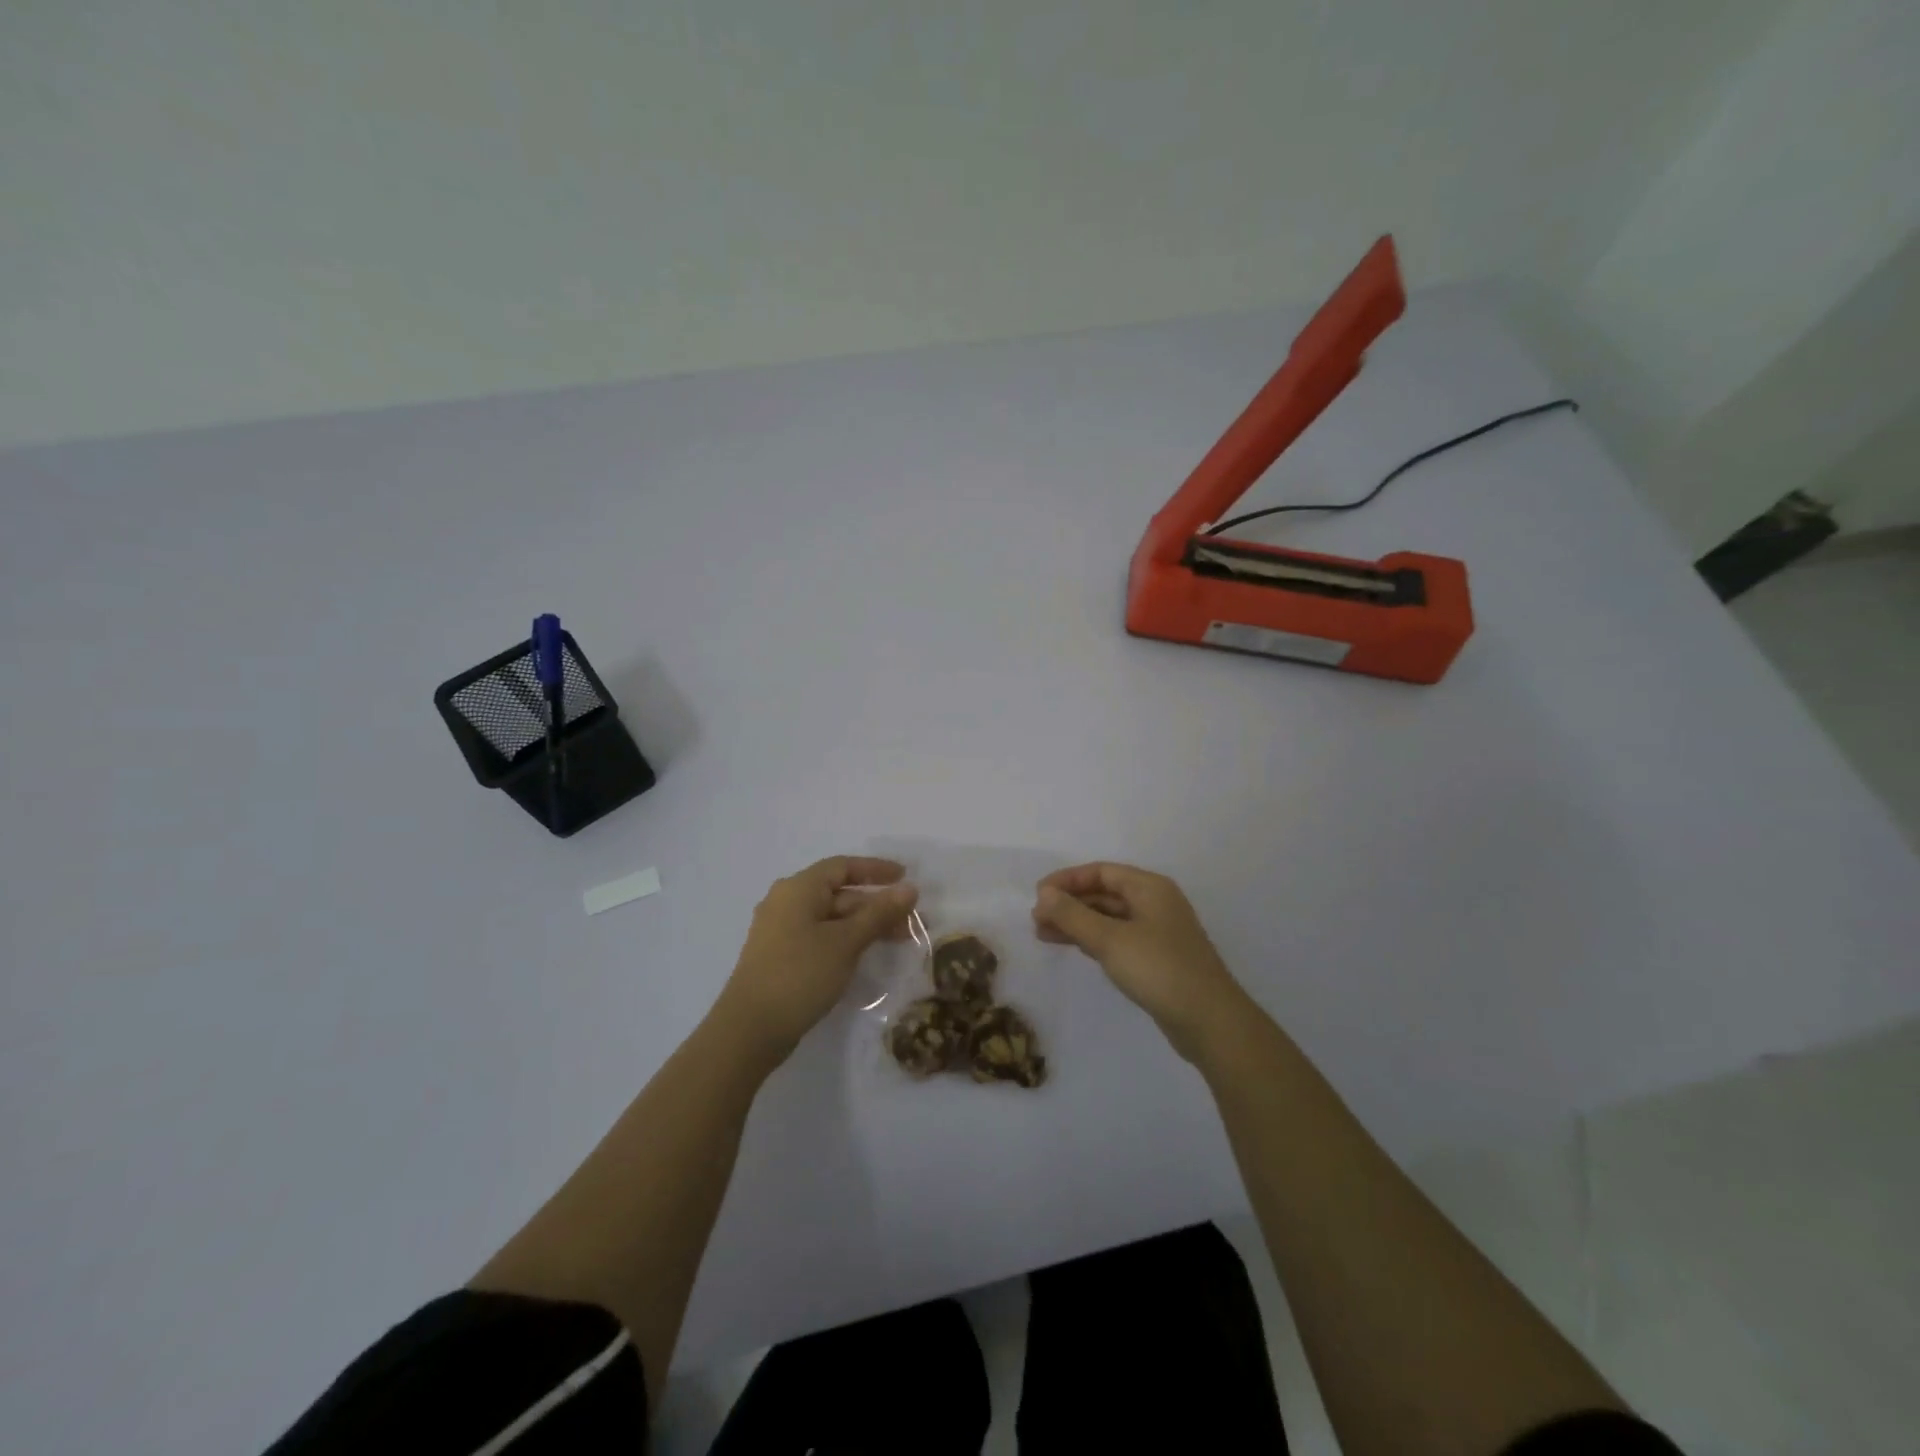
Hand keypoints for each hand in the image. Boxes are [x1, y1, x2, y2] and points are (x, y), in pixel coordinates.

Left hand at [718, 856, 918, 1062]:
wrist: (750, 1029)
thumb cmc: (800, 974)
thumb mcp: (846, 942)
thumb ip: (879, 913)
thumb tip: (910, 888)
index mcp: (798, 888)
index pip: (843, 866)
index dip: (876, 870)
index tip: (906, 877)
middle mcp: (786, 901)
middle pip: (839, 893)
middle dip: (876, 905)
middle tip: (911, 922)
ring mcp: (780, 930)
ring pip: (831, 917)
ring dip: (864, 925)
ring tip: (898, 940)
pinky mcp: (780, 956)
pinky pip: (820, 936)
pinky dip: (846, 939)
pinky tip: (865, 955)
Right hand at [1033, 862, 1246, 1060]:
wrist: (1209, 1021)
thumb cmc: (1159, 969)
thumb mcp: (1110, 940)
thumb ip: (1073, 915)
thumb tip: (1044, 894)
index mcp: (1149, 887)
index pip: (1101, 871)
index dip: (1067, 880)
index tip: (1038, 895)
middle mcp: (1155, 903)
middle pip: (1104, 893)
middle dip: (1069, 903)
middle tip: (1036, 920)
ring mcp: (1158, 932)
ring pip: (1109, 918)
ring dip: (1077, 923)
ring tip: (1044, 935)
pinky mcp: (1157, 958)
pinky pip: (1117, 938)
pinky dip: (1093, 940)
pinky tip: (1074, 948)